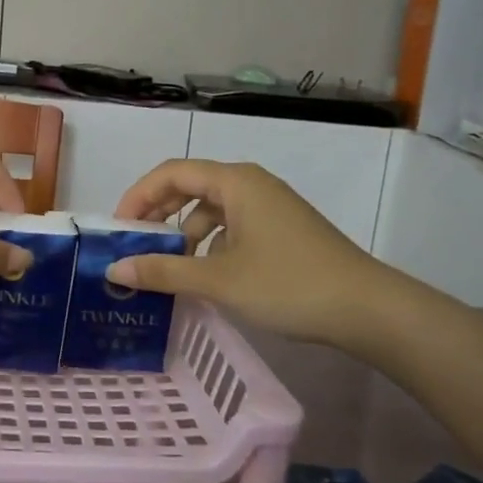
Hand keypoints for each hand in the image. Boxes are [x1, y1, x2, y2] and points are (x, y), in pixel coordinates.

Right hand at [109, 159, 401, 351]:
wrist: (368, 309)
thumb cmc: (288, 285)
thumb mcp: (219, 280)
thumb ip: (164, 271)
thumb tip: (115, 269)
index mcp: (236, 182)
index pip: (172, 172)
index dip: (138, 196)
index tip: (118, 228)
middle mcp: (251, 185)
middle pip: (190, 187)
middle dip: (158, 214)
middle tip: (135, 246)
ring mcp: (270, 207)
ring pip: (212, 210)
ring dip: (184, 234)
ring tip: (169, 269)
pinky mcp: (282, 230)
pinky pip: (232, 226)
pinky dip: (210, 245)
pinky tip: (206, 275)